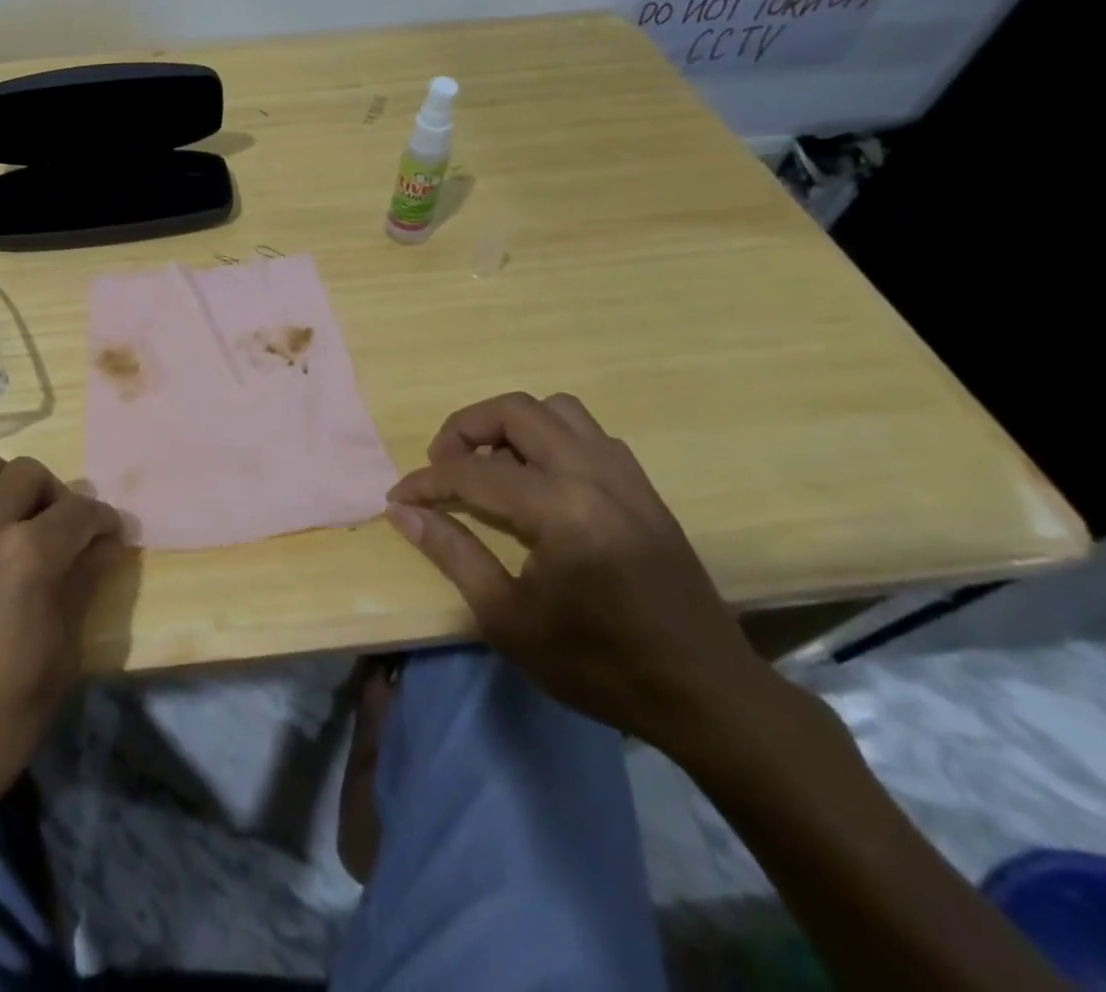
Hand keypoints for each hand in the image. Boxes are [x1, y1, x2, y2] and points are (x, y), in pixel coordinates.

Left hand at [0, 447, 124, 841]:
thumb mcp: (61, 656)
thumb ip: (82, 586)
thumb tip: (103, 546)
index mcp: (28, 554)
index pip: (80, 512)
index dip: (104, 521)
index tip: (110, 537)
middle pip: (28, 474)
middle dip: (56, 496)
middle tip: (61, 533)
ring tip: (6, 514)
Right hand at [386, 392, 767, 752]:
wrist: (707, 696)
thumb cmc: (599, 665)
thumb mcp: (508, 618)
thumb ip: (452, 553)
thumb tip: (403, 511)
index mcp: (561, 510)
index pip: (472, 473)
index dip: (425, 482)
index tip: (398, 498)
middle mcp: (594, 475)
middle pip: (516, 410)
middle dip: (465, 428)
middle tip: (442, 465)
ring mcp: (626, 476)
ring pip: (557, 410)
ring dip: (512, 426)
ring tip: (491, 468)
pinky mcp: (643, 488)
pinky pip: (587, 433)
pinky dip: (550, 439)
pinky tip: (539, 482)